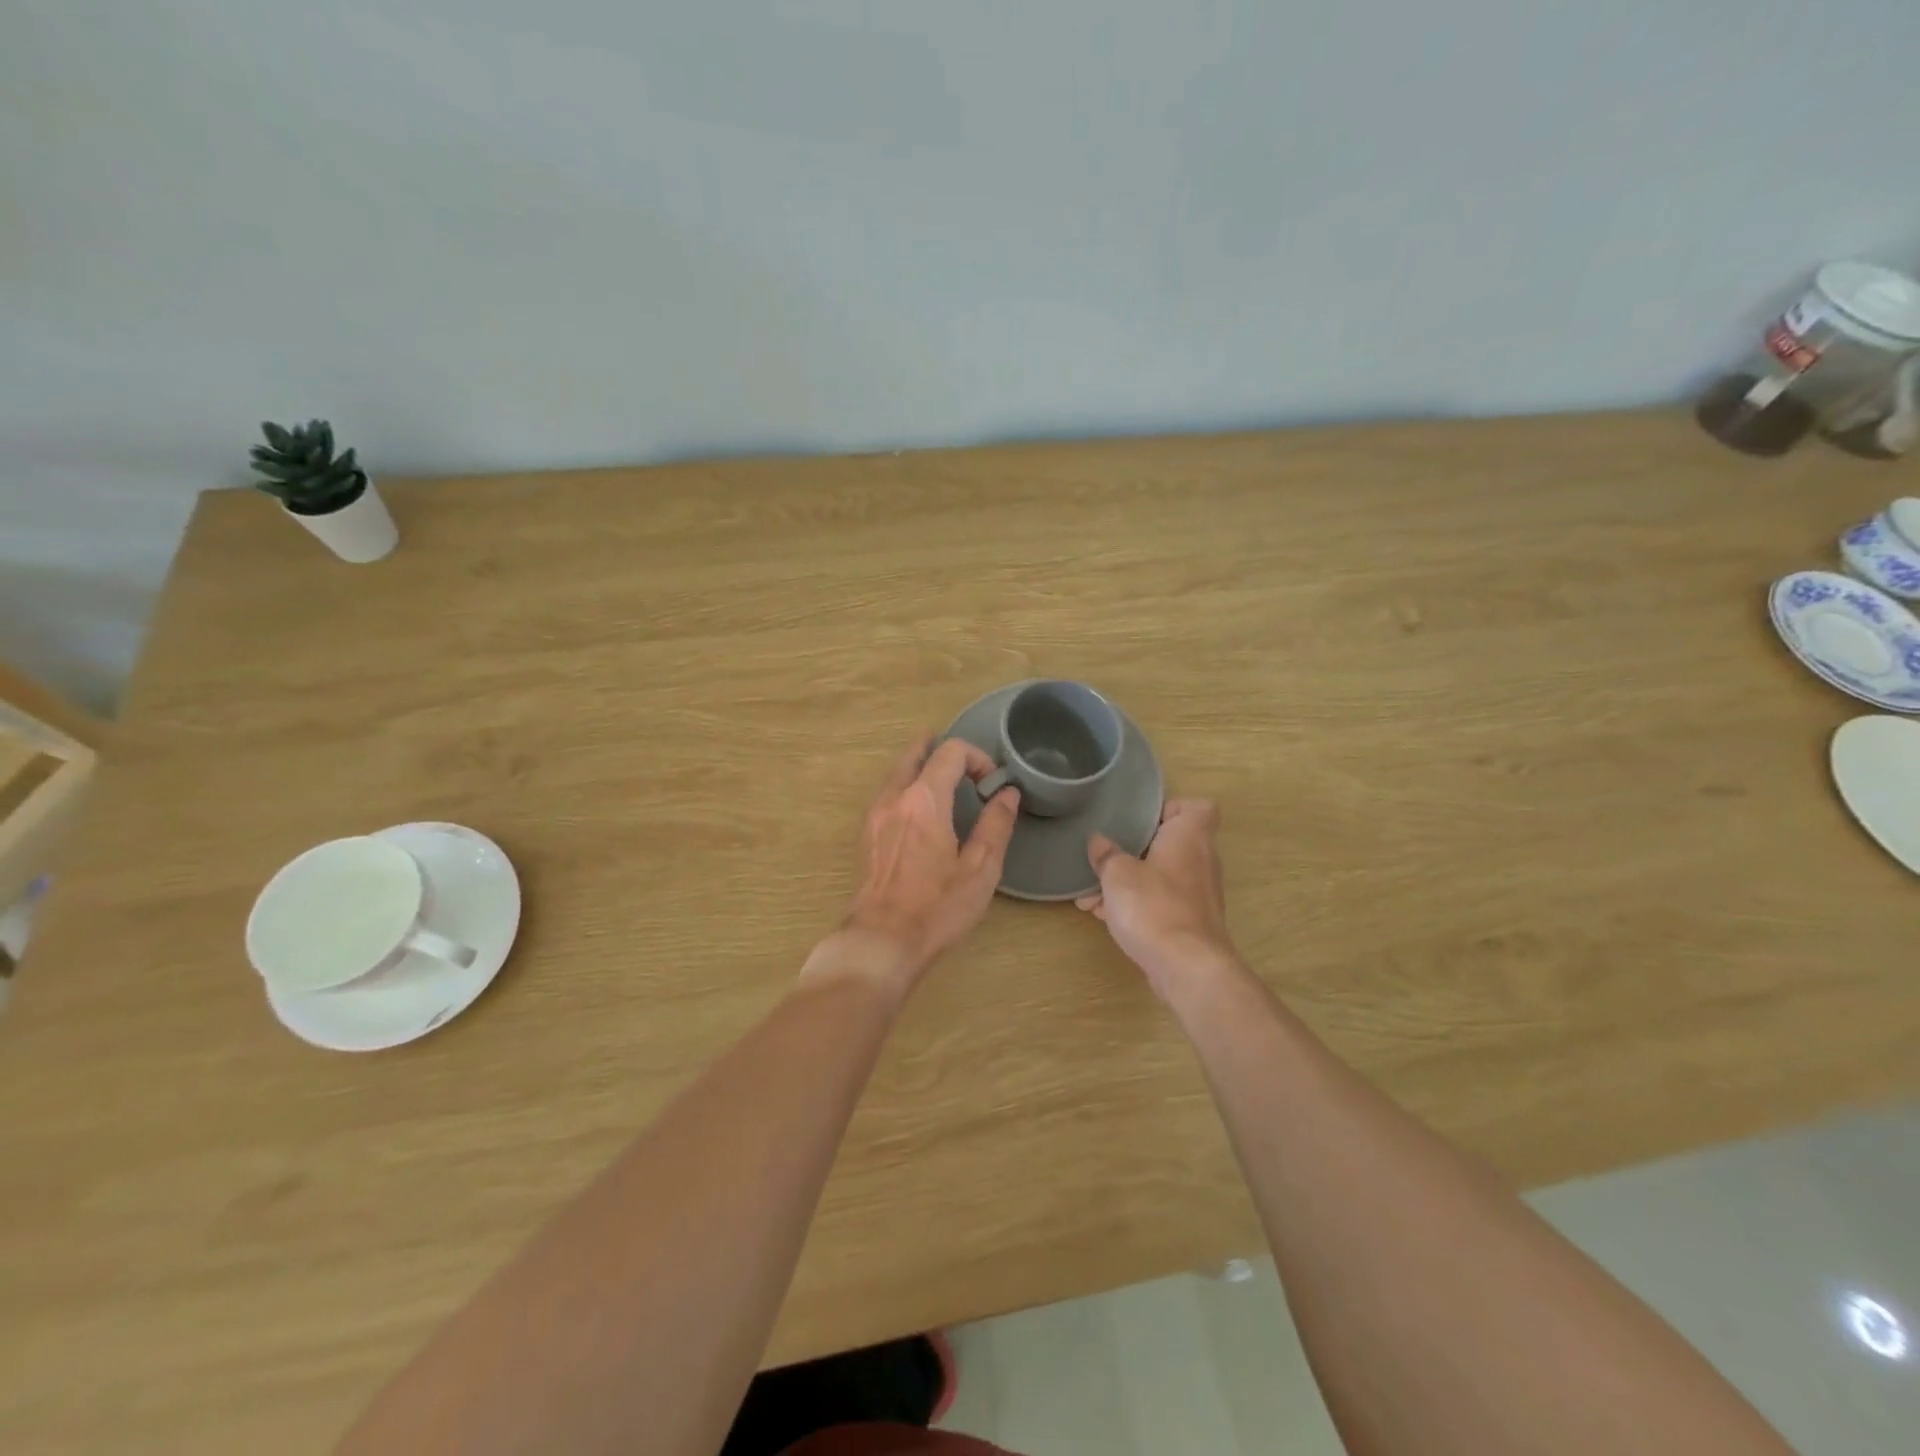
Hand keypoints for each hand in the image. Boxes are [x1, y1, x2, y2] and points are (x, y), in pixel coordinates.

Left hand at [829, 735, 1019, 989]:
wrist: (882, 940)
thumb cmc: (937, 907)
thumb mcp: (981, 869)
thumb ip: (996, 825)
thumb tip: (1008, 794)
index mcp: (924, 800)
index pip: (950, 752)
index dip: (976, 757)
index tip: (991, 783)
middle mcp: (894, 797)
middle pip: (915, 753)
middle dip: (941, 750)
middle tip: (966, 764)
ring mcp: (875, 814)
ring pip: (897, 771)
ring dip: (922, 767)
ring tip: (946, 783)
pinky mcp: (866, 833)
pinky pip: (887, 793)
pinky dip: (907, 786)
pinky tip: (921, 810)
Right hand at [1076, 799, 1238, 1000]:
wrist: (1186, 967)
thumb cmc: (1153, 905)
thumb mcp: (1117, 874)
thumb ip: (1106, 854)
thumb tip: (1099, 842)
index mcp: (1190, 836)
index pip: (1198, 807)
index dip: (1170, 808)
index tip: (1140, 819)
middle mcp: (1201, 860)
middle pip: (1170, 843)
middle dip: (1136, 849)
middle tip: (1108, 853)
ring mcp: (1198, 894)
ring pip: (1160, 876)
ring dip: (1129, 881)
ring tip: (1092, 891)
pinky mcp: (1190, 923)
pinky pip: (1160, 902)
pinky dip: (1136, 905)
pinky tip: (1102, 915)